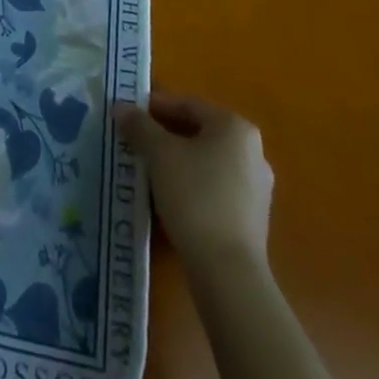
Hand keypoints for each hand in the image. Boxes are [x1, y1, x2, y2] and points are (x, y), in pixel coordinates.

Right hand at [114, 91, 273, 271]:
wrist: (228, 273)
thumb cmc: (195, 197)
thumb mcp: (159, 154)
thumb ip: (139, 126)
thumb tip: (121, 107)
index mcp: (235, 127)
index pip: (189, 105)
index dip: (156, 107)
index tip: (131, 115)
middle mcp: (252, 152)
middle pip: (200, 133)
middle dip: (166, 136)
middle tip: (137, 142)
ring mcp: (257, 188)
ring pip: (207, 163)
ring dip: (179, 162)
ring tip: (149, 171)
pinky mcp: (253, 220)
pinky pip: (216, 189)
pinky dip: (193, 186)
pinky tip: (171, 199)